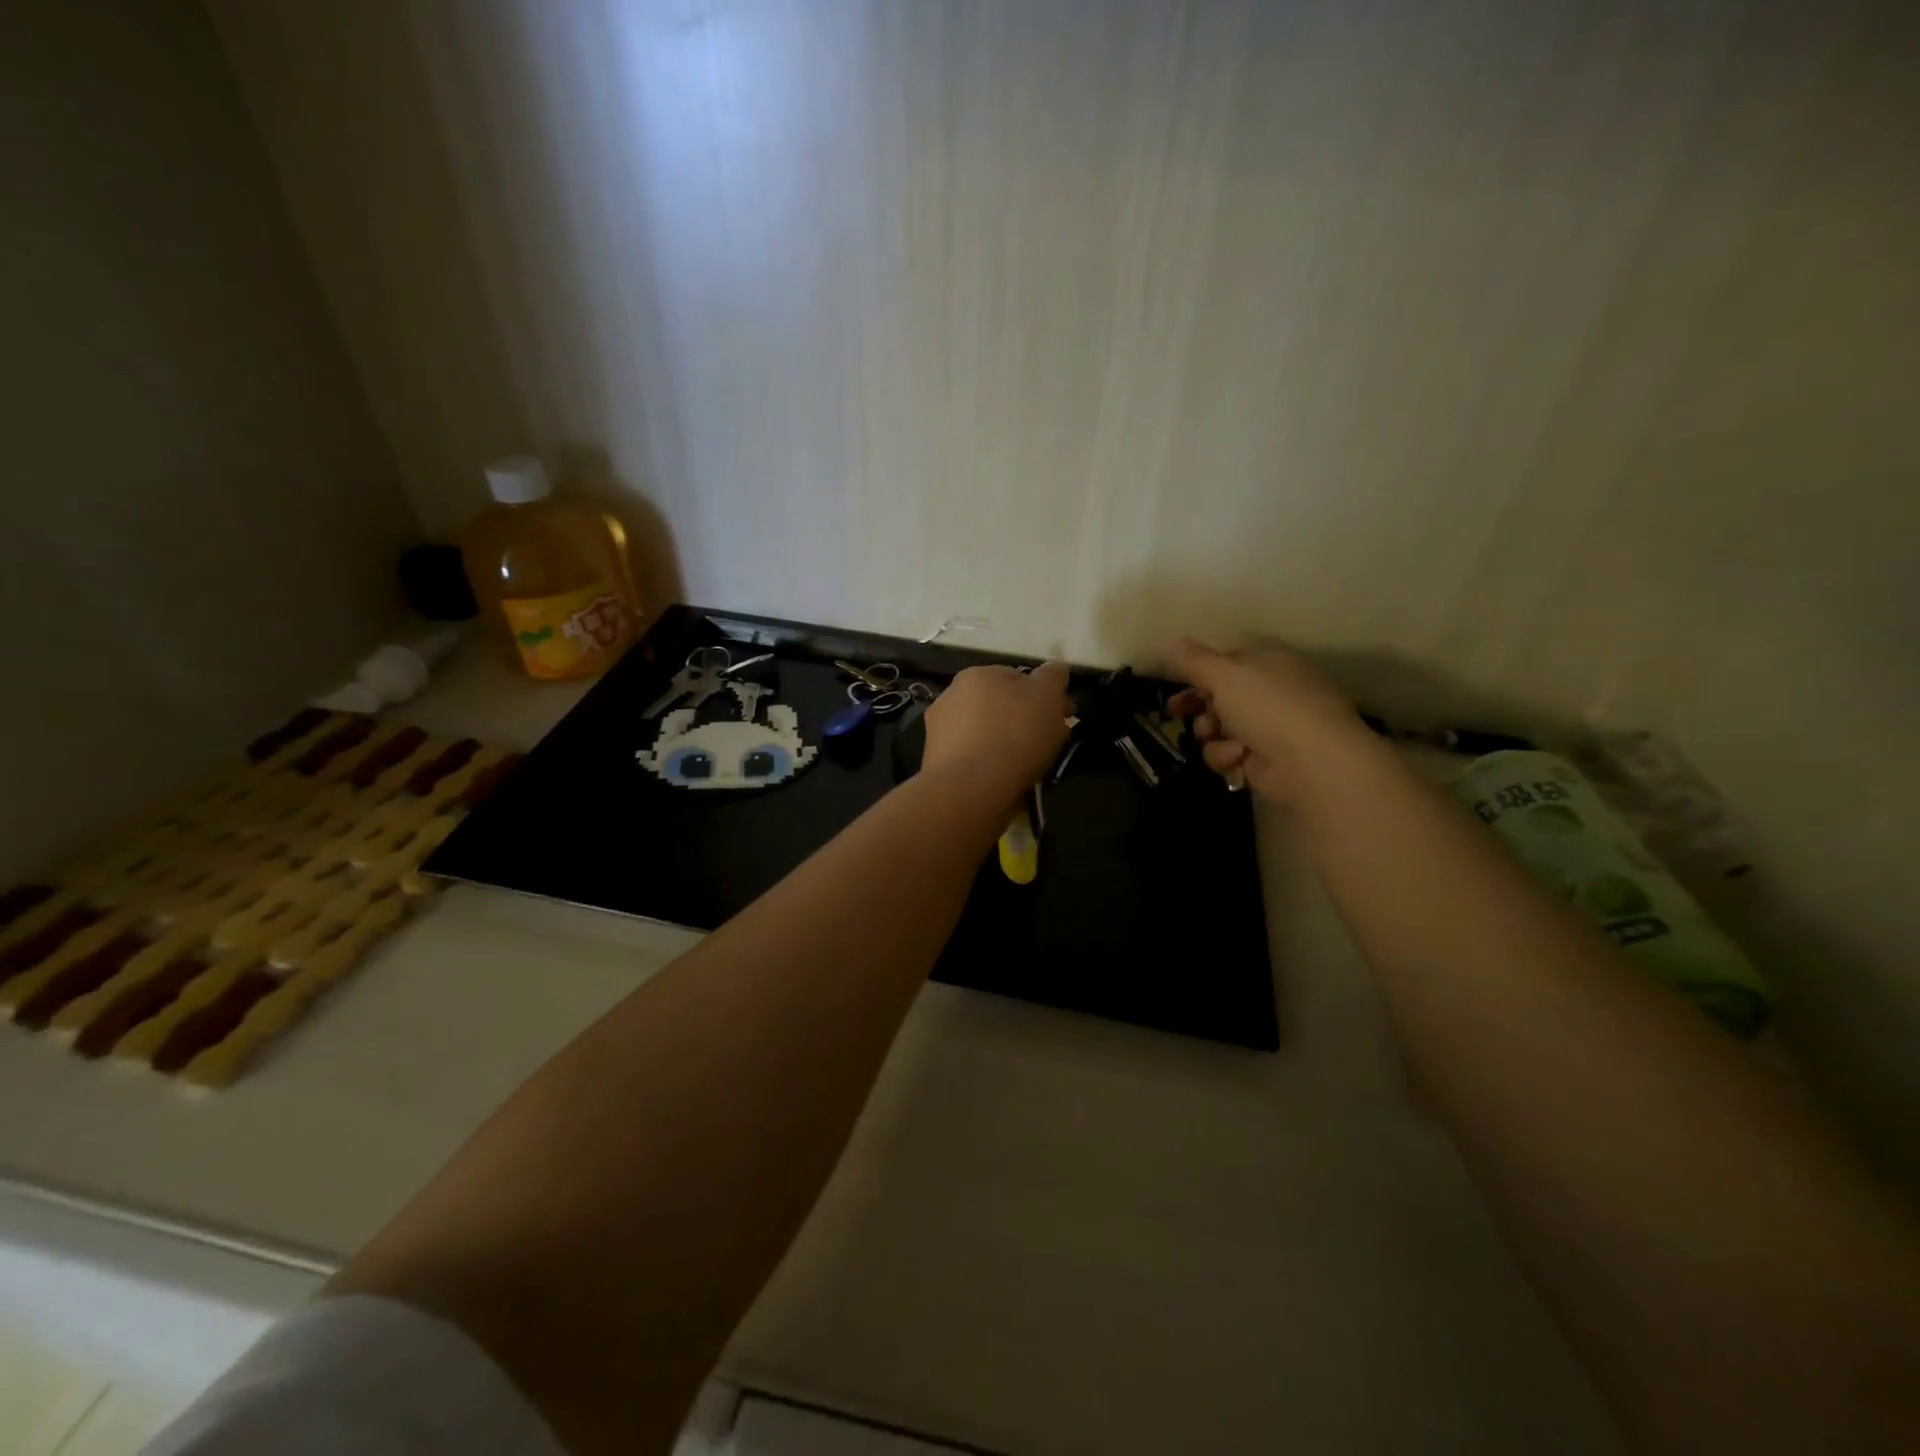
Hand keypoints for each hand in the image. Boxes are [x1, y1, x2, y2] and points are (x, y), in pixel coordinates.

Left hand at [922, 661, 1071, 798]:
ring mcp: (939, 731)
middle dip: (1024, 719)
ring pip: (984, 733)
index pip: (1016, 677)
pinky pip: (973, 758)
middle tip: (1048, 741)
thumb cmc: (1014, 734)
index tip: (1063, 716)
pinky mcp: (936, 763)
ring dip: (1004, 742)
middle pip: (999, 705)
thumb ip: (1053, 677)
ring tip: (1028, 765)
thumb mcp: (1047, 696)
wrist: (971, 788)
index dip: (1044, 695)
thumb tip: (1055, 668)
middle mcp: (951, 696)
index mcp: (976, 674)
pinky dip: (988, 764)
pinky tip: (1004, 778)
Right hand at [1167, 637, 1368, 800]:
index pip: (1228, 660)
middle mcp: (1269, 693)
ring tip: (1215, 735)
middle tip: (1175, 712)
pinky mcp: (1261, 762)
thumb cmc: (1268, 706)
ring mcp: (1266, 729)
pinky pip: (1227, 755)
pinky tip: (1239, 758)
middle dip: (1197, 706)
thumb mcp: (1226, 674)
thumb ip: (1196, 661)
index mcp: (1268, 663)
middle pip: (1219, 696)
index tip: (1176, 679)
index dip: (1200, 669)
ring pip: (1217, 728)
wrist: (1310, 763)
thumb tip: (1176, 641)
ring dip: (1210, 733)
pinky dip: (1227, 756)